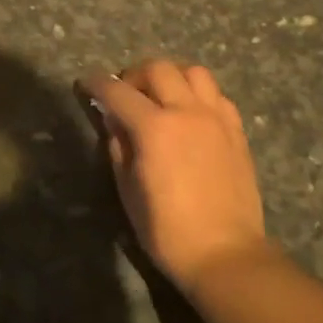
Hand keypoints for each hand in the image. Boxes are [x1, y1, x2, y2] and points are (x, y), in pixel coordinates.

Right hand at [81, 60, 270, 290]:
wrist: (225, 254)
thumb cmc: (167, 230)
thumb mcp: (129, 190)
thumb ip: (119, 147)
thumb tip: (113, 120)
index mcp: (155, 128)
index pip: (118, 92)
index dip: (97, 84)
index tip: (86, 84)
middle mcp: (187, 112)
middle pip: (158, 68)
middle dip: (134, 74)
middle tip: (125, 93)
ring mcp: (216, 118)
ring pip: (193, 72)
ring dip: (171, 76)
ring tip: (161, 95)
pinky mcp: (236, 131)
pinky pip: (217, 95)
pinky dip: (198, 94)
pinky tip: (191, 113)